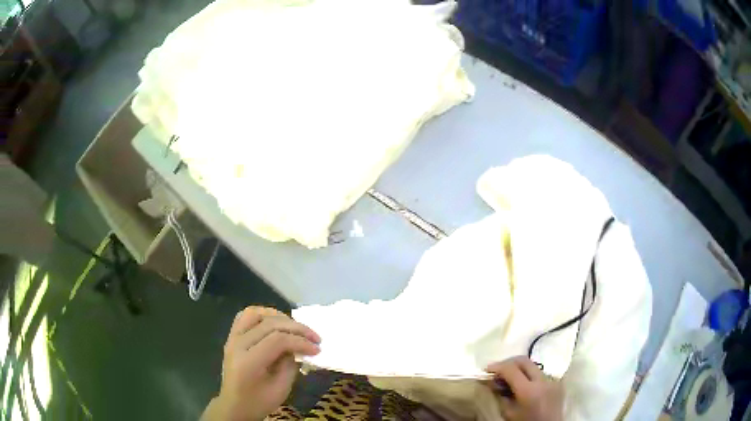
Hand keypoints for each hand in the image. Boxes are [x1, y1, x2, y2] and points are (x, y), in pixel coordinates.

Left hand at [203, 307, 320, 420]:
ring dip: (278, 316)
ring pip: (255, 313)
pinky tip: (275, 322)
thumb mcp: (281, 388)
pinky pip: (245, 316)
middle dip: (296, 328)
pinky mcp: (232, 336)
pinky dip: (262, 315)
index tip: (317, 349)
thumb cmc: (259, 401)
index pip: (277, 340)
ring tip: (295, 327)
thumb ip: (291, 364)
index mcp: (248, 362)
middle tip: (315, 337)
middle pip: (269, 324)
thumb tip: (300, 347)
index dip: (300, 341)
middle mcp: (237, 344)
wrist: (235, 405)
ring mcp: (232, 338)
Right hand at [486, 356, 562, 420]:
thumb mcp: (508, 413)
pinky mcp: (557, 383)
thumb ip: (500, 396)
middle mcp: (543, 381)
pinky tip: (522, 384)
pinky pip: (540, 373)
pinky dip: (529, 375)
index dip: (497, 366)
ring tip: (508, 377)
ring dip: (519, 368)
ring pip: (533, 366)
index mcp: (529, 391)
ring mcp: (552, 380)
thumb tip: (492, 382)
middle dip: (508, 363)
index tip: (486, 369)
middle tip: (497, 370)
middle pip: (524, 361)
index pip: (511, 369)